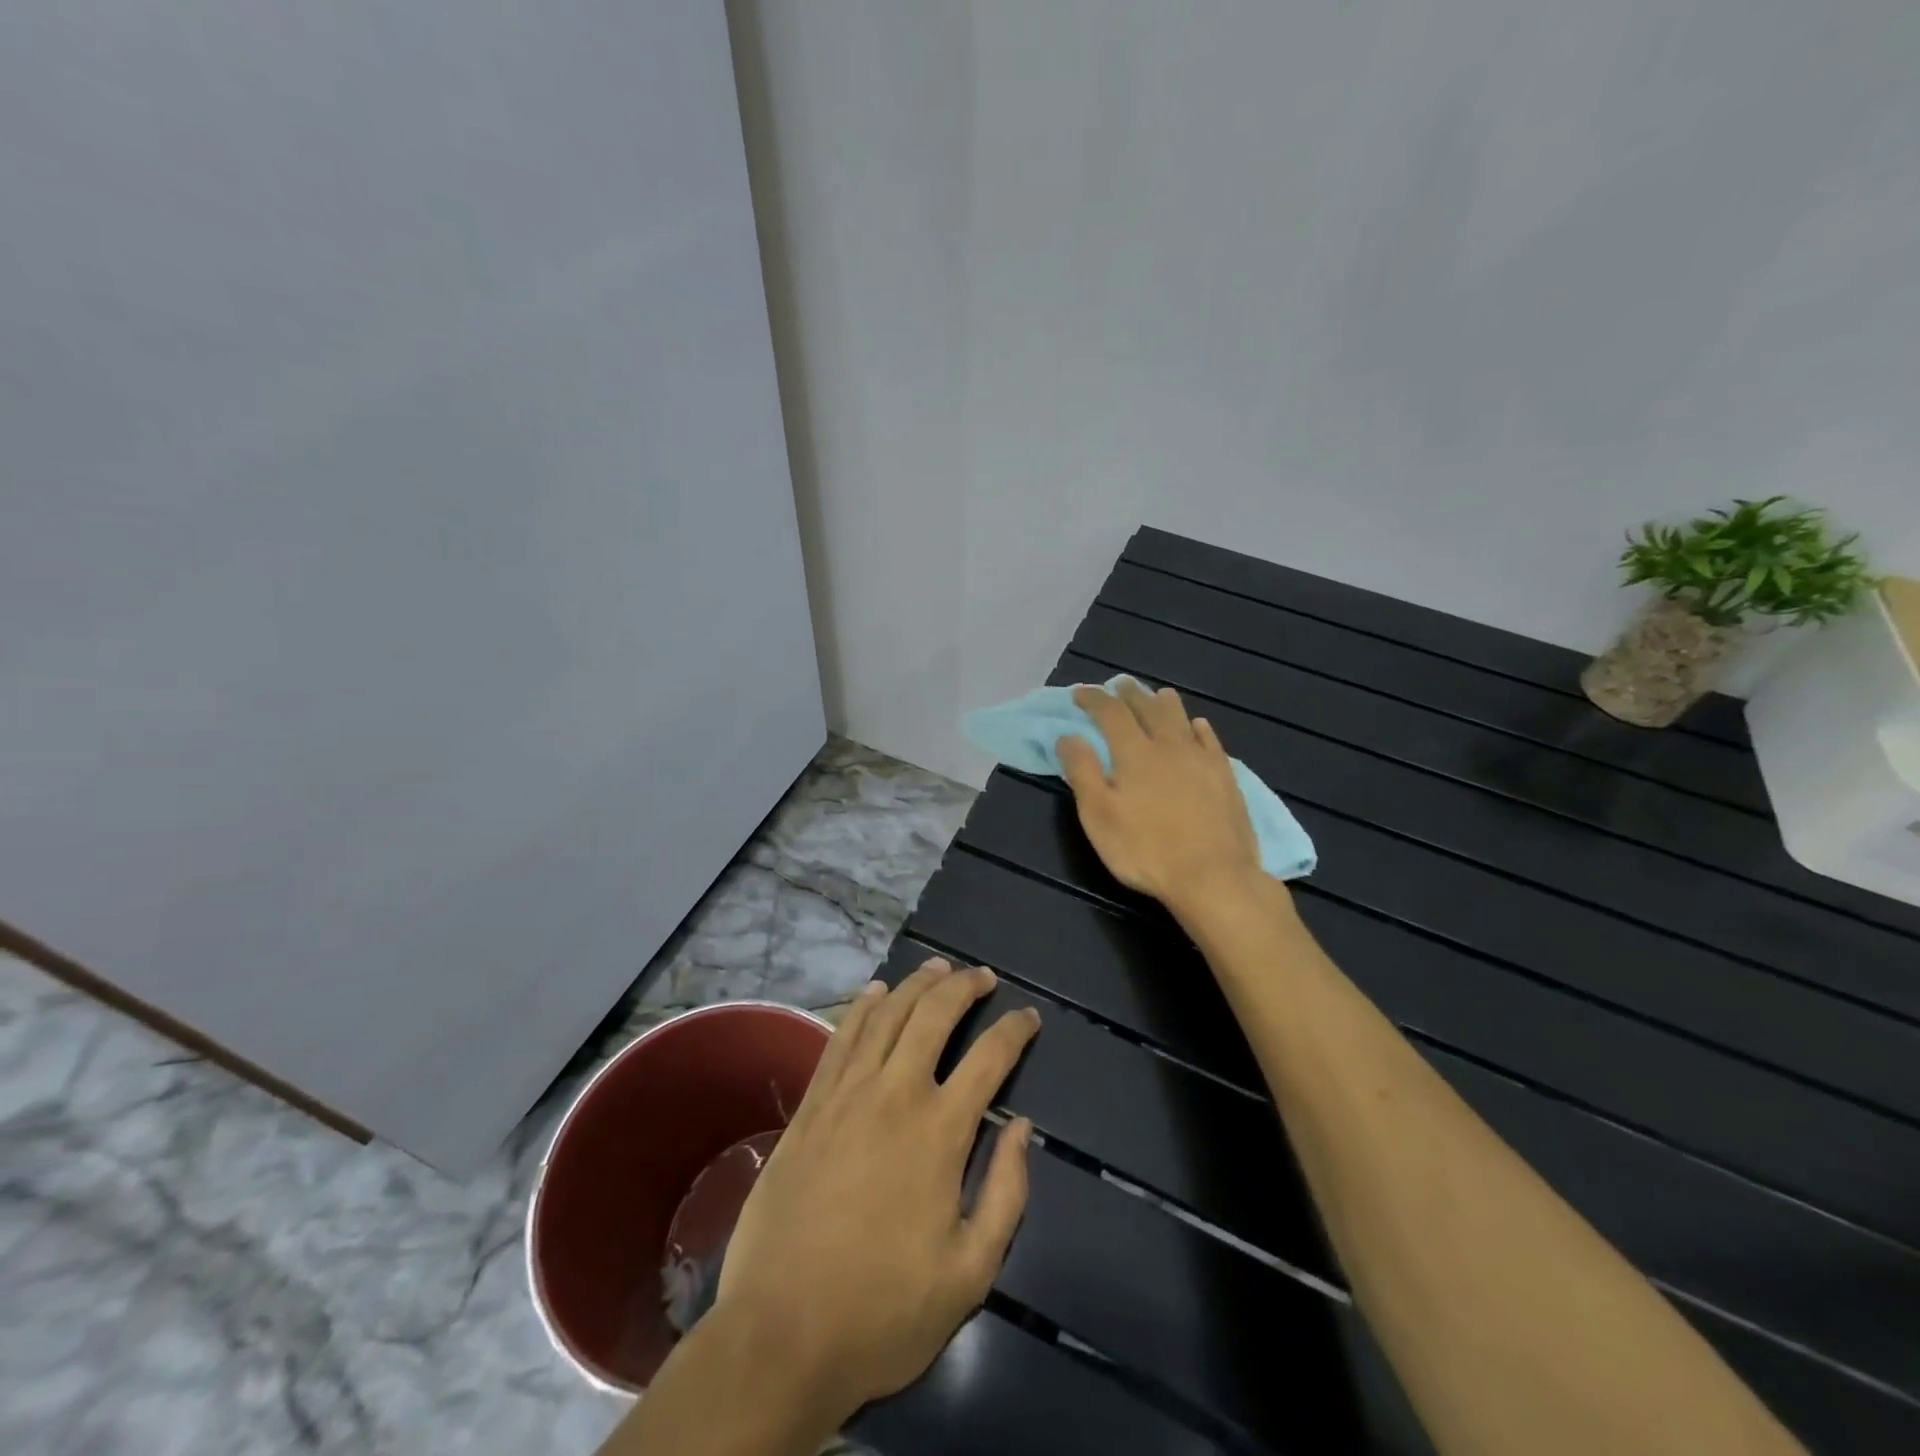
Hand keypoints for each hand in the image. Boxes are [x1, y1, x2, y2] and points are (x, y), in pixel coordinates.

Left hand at [714, 960, 1039, 1422]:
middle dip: (964, 986)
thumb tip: (1022, 1127)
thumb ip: (1006, 1192)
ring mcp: (847, 1094)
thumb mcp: (970, 1273)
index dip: (1015, 1029)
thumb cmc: (884, 1311)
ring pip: (888, 1014)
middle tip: (983, 977)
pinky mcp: (811, 1106)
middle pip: (935, 1015)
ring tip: (938, 968)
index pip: (990, 1057)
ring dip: (917, 984)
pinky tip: (876, 992)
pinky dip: (863, 1007)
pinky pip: (842, 1038)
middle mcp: (895, 1094)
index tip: (1029, 1016)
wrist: (782, 1335)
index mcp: (940, 1131)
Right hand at [1057, 679, 1266, 920]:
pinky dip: (1199, 728)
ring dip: (1165, 703)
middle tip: (1119, 685)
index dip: (1094, 699)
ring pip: (1181, 719)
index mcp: (1134, 753)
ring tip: (1157, 694)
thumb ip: (1082, 772)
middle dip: (1130, 694)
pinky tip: (1198, 726)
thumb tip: (1068, 736)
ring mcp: (1201, 760)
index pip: (1110, 713)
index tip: (1080, 693)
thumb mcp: (1099, 816)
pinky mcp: (1226, 777)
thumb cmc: (1146, 850)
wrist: (1214, 877)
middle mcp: (1169, 746)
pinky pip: (1211, 741)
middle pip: (1148, 709)